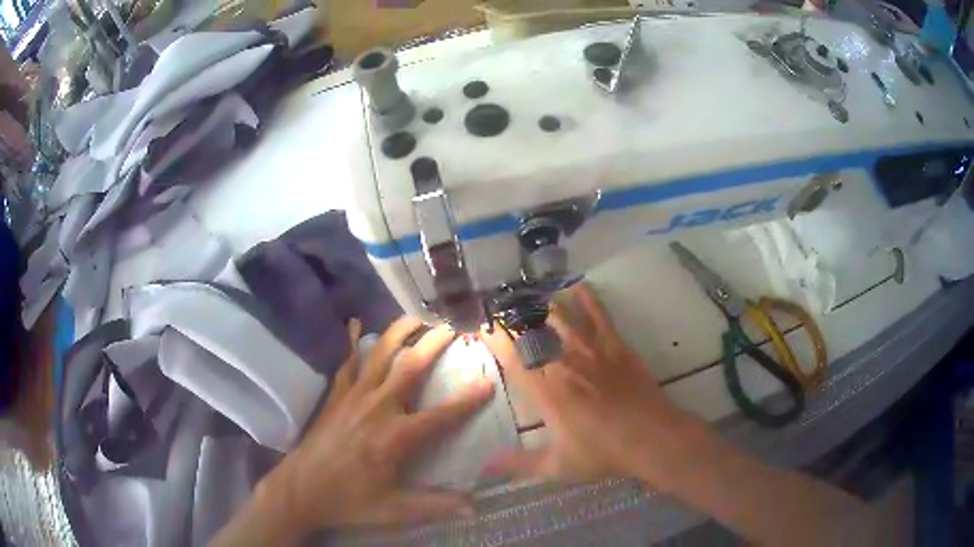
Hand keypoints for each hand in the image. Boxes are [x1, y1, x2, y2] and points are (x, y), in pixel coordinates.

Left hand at [262, 317, 494, 532]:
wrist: (301, 489)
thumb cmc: (349, 500)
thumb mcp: (395, 510)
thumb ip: (434, 506)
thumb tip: (473, 506)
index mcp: (396, 437)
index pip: (440, 415)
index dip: (467, 400)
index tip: (488, 382)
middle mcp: (377, 408)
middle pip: (409, 368)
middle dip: (432, 345)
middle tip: (450, 328)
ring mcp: (353, 398)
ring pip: (378, 355)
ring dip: (398, 333)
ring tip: (414, 317)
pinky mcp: (335, 396)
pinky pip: (346, 363)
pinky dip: (351, 342)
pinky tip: (355, 323)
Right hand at [481, 284, 701, 485]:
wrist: (650, 438)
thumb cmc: (601, 452)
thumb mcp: (556, 466)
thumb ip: (517, 464)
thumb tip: (484, 466)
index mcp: (546, 390)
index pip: (513, 357)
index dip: (494, 339)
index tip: (481, 325)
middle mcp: (565, 363)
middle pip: (534, 329)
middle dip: (515, 315)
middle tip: (501, 304)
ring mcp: (592, 350)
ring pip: (563, 316)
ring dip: (544, 304)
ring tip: (530, 293)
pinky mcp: (616, 345)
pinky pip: (599, 315)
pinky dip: (588, 299)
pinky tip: (578, 286)